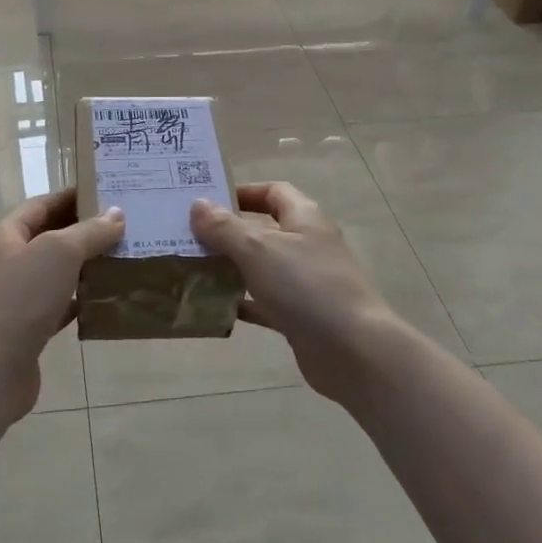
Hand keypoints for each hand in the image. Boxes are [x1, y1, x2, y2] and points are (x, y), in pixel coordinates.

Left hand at [0, 190, 124, 411]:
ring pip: (54, 273)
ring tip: (121, 258)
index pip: (41, 205)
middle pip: (48, 237)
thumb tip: (116, 215)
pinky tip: (105, 298)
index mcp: (4, 235)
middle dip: (83, 231)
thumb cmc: (21, 298)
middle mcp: (5, 262)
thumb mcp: (59, 252)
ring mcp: (13, 297)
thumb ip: (90, 231)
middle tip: (123, 227)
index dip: (72, 197)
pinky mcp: (25, 328)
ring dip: (84, 266)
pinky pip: (56, 305)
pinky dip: (78, 299)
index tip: (107, 194)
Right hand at [190, 182, 403, 404]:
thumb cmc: (306, 287)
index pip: (274, 192)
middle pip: (264, 230)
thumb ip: (225, 228)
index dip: (243, 192)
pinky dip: (242, 302)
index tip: (208, 201)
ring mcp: (306, 283)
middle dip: (228, 232)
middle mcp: (307, 246)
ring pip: (262, 268)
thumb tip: (197, 204)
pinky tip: (214, 306)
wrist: (353, 351)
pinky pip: (265, 303)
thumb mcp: (258, 249)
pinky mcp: (301, 316)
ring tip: (192, 269)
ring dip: (231, 268)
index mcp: (304, 219)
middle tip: (188, 236)